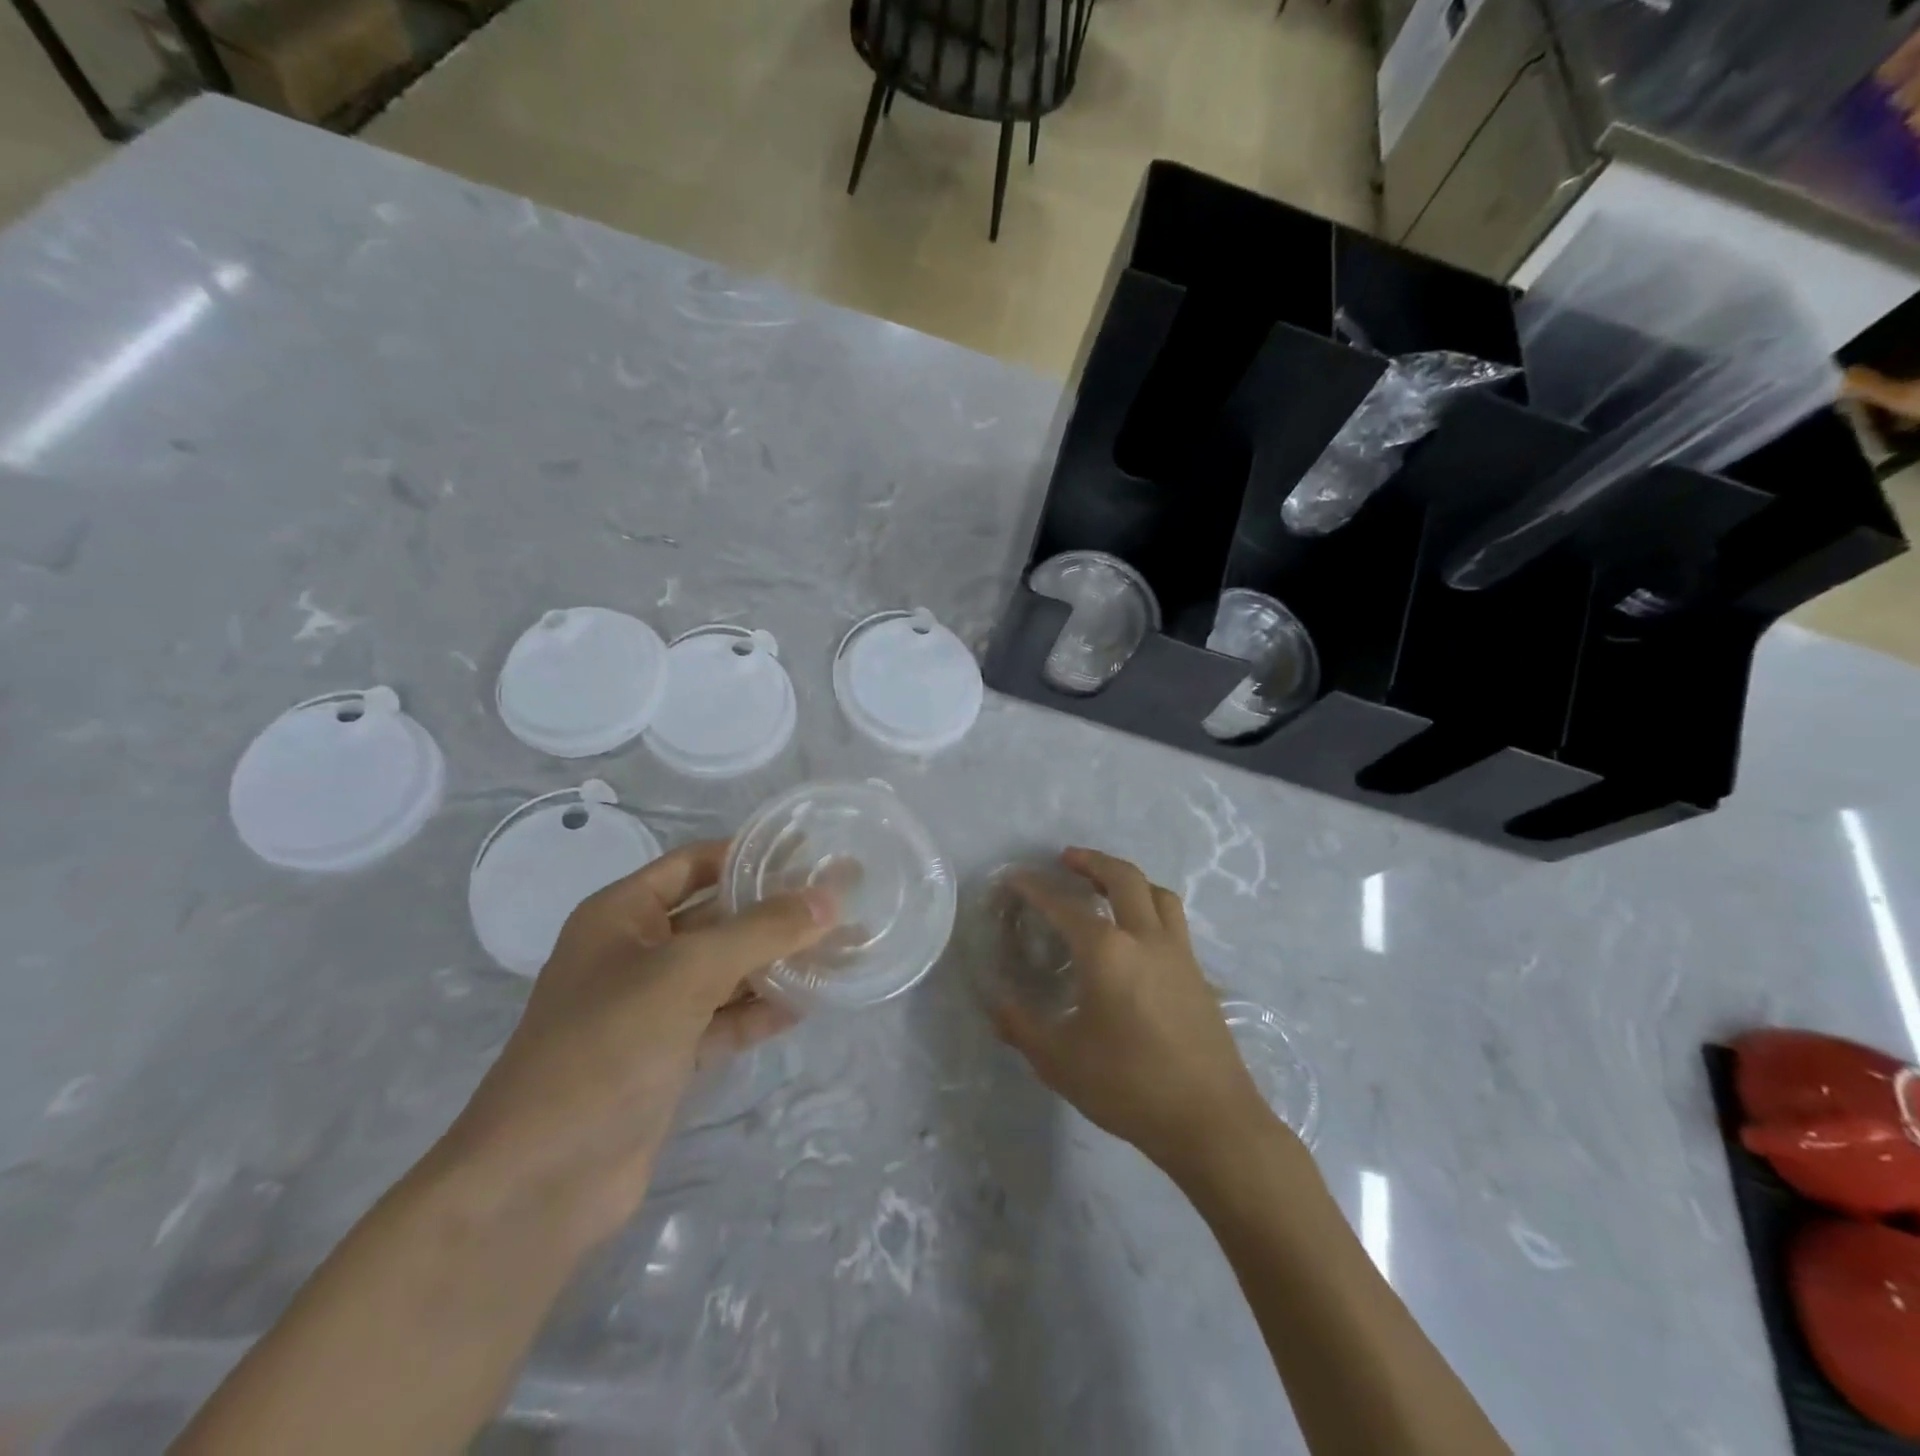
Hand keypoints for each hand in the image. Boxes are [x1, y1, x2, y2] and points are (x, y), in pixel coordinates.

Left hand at [439, 841, 833, 1247]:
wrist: (540, 1183)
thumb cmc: (606, 1048)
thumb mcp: (686, 973)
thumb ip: (760, 931)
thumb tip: (829, 899)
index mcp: (622, 915)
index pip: (695, 864)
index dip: (748, 854)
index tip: (810, 852)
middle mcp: (636, 953)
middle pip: (717, 917)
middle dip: (774, 911)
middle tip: (840, 901)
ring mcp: (652, 1009)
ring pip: (726, 971)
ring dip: (776, 962)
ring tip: (840, 949)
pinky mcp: (668, 1057)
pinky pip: (725, 1019)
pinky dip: (761, 1011)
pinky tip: (808, 1003)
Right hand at [988, 848, 1271, 1174]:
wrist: (1211, 1120)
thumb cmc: (1129, 1086)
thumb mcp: (1060, 1061)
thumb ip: (1022, 1026)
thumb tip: (996, 1003)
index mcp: (1107, 952)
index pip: (1064, 905)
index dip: (1035, 888)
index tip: (1015, 879)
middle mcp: (1145, 938)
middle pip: (1123, 878)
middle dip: (1092, 861)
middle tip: (1067, 859)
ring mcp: (1179, 953)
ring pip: (1157, 893)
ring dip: (1128, 879)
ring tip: (1108, 887)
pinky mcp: (1199, 974)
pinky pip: (1173, 921)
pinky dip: (1150, 907)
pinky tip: (1139, 936)